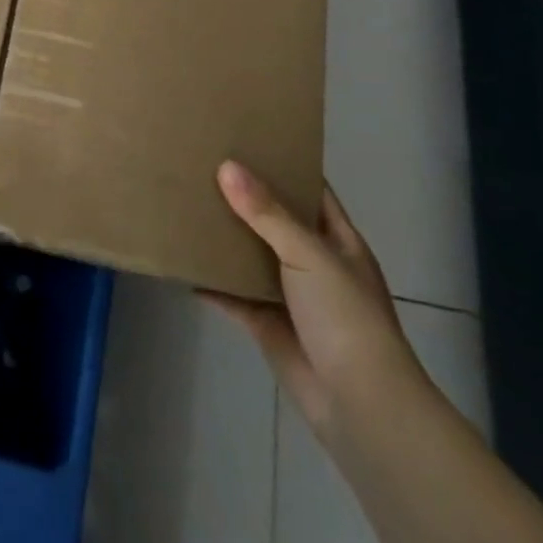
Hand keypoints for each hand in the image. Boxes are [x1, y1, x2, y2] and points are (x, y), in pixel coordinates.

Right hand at [206, 162, 425, 439]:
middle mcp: (314, 262)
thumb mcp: (310, 254)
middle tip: (203, 165)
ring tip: (187, 205)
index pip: (312, 190)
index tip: (247, 138)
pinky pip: (234, 296)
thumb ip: (267, 213)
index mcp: (337, 240)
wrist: (359, 405)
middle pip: (275, 220)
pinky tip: (183, 265)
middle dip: (244, 197)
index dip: (285, 164)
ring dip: (225, 239)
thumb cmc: (346, 317)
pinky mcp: (268, 324)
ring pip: (252, 256)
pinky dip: (212, 283)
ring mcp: (291, 295)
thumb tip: (227, 166)